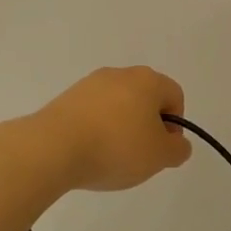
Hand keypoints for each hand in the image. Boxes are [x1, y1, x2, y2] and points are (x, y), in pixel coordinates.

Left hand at [31, 67, 192, 191]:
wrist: (53, 148)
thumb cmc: (116, 148)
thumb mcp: (160, 156)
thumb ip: (177, 149)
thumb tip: (176, 142)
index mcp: (148, 80)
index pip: (174, 96)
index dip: (175, 125)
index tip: (161, 150)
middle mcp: (120, 74)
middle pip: (145, 98)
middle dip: (146, 126)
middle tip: (139, 156)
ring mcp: (89, 84)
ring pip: (117, 105)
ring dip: (120, 128)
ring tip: (110, 157)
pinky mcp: (66, 98)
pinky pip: (92, 113)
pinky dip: (96, 129)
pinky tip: (88, 152)